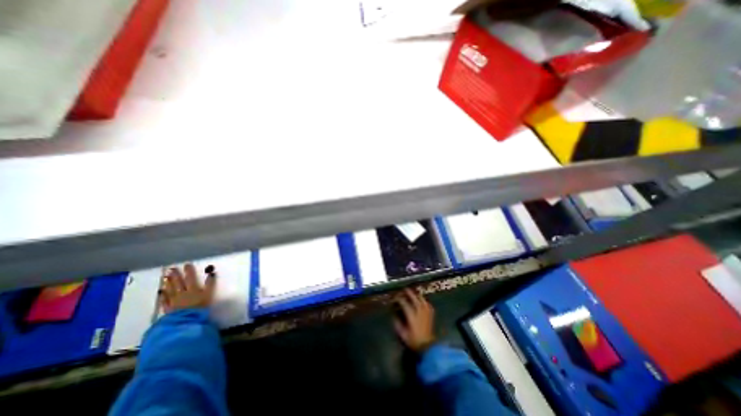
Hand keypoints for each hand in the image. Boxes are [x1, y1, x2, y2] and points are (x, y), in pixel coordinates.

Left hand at [161, 265, 215, 313]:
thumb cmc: (201, 307)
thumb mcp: (209, 295)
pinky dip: (162, 295)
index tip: (187, 264)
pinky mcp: (169, 309)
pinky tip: (160, 292)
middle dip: (176, 275)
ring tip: (166, 277)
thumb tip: (212, 273)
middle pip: (179, 282)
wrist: (187, 321)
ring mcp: (174, 301)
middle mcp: (182, 293)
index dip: (189, 271)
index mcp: (193, 289)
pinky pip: (164, 301)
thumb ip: (210, 284)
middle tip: (172, 268)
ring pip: (171, 290)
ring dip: (168, 283)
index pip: (191, 278)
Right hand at [393, 290, 434, 354]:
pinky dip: (424, 301)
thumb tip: (394, 316)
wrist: (427, 347)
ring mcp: (426, 313)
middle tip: (405, 290)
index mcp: (412, 316)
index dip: (399, 299)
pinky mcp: (430, 315)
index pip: (404, 303)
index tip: (395, 298)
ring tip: (413, 293)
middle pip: (414, 299)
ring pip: (422, 300)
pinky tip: (422, 301)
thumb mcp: (403, 334)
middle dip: (409, 293)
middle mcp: (419, 312)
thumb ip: (397, 324)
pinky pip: (428, 305)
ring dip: (417, 295)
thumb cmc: (414, 341)